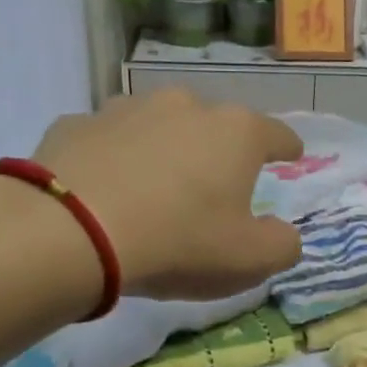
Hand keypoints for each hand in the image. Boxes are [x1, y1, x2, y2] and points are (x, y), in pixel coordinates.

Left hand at [32, 89, 304, 300]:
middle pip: (214, 126)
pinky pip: (108, 141)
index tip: (292, 155)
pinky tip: (106, 189)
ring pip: (158, 127)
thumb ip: (282, 245)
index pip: (275, 134)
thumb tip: (284, 234)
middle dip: (219, 151)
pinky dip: (115, 159)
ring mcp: (126, 109)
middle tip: (213, 187)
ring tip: (156, 187)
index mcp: (235, 133)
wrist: (74, 232)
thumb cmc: (179, 243)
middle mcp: (184, 106)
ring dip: (165, 150)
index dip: (287, 147)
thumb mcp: (250, 260)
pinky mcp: (77, 123)